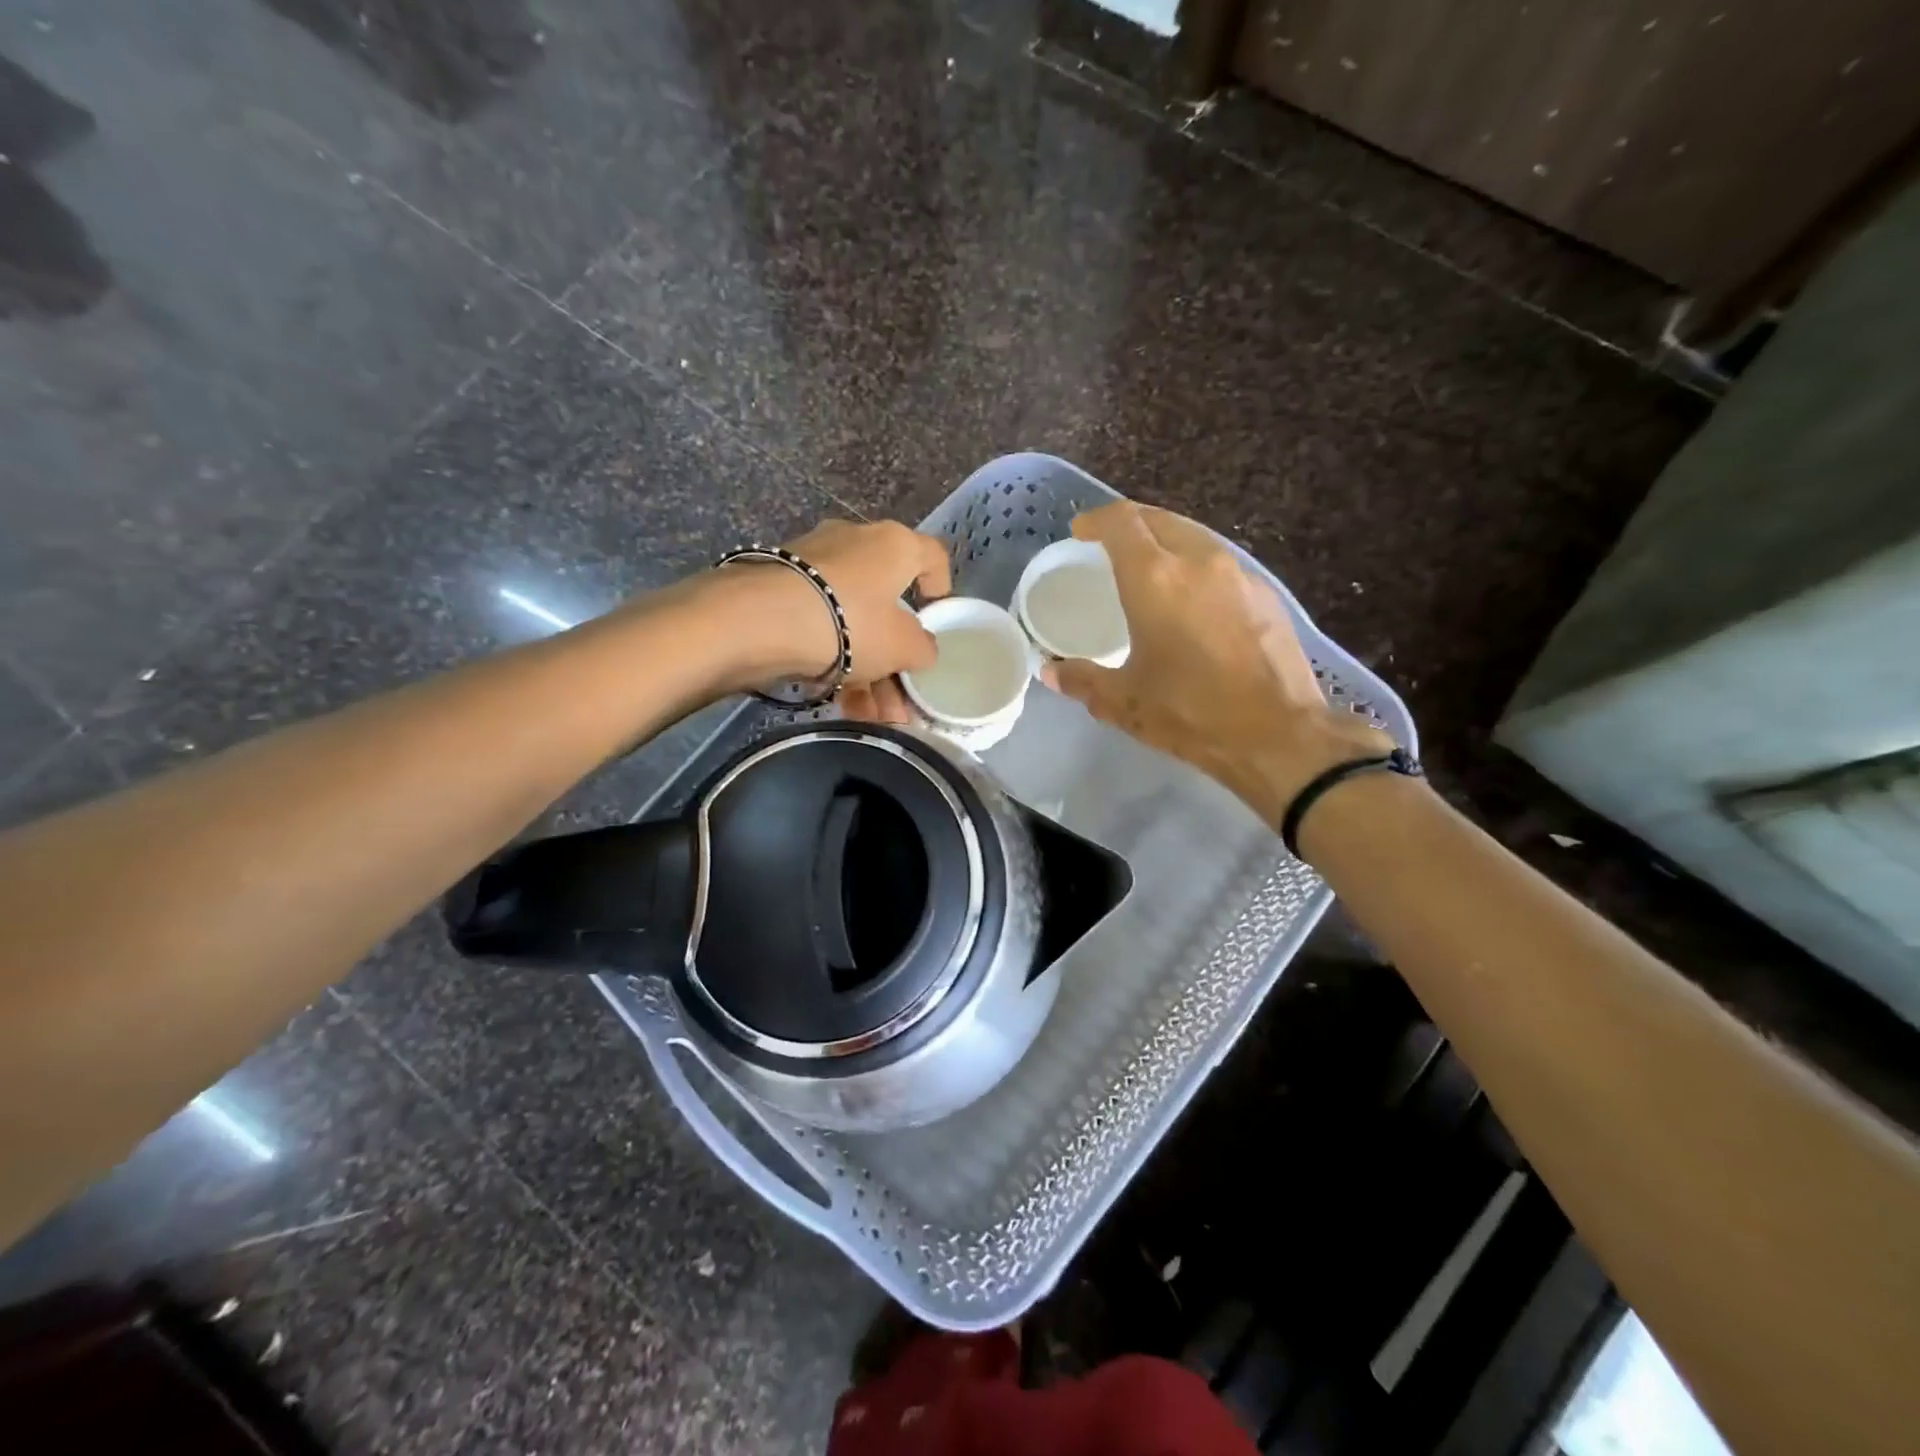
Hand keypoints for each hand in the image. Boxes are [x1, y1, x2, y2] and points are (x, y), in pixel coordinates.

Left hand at [709, 519, 949, 701]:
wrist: (758, 620)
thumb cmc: (849, 623)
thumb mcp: (902, 646)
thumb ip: (922, 648)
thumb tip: (921, 648)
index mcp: (893, 544)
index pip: (931, 556)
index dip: (940, 586)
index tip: (937, 615)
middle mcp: (853, 542)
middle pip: (886, 603)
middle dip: (895, 658)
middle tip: (900, 700)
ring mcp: (811, 564)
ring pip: (851, 621)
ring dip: (866, 672)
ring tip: (870, 717)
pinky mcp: (777, 587)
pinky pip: (819, 626)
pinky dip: (832, 661)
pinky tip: (837, 704)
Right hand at [1043, 502, 1392, 823]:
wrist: (1279, 734)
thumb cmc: (1191, 713)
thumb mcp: (1124, 703)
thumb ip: (1082, 681)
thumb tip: (1050, 673)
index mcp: (1155, 579)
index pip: (1121, 522)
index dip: (1096, 519)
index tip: (1080, 530)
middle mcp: (1198, 561)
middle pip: (1159, 519)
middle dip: (1130, 523)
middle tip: (1109, 545)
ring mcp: (1238, 574)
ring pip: (1194, 536)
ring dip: (1165, 541)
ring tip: (1149, 567)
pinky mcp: (1266, 594)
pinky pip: (1220, 563)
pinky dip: (1195, 565)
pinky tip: (1192, 597)